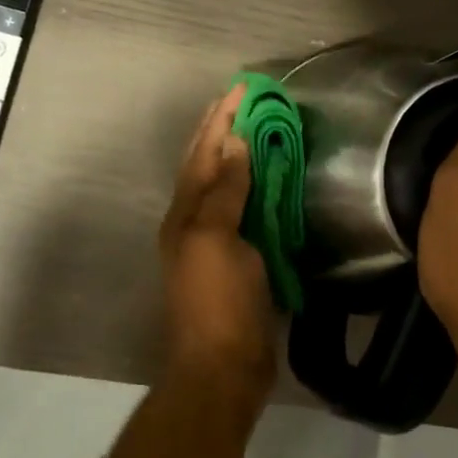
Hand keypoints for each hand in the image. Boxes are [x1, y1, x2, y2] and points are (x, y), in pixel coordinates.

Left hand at [157, 82, 275, 407]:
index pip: (203, 153)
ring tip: (261, 129)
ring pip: (228, 187)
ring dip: (241, 156)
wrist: (224, 368)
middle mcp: (195, 221)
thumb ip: (224, 191)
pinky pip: (248, 212)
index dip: (220, 120)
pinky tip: (273, 182)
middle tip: (247, 100)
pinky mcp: (240, 261)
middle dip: (225, 130)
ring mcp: (217, 242)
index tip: (240, 89)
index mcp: (185, 213)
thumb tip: (234, 144)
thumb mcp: (215, 239)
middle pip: (210, 165)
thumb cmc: (217, 301)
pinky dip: (258, 190)